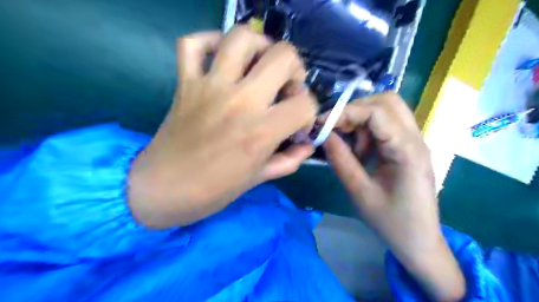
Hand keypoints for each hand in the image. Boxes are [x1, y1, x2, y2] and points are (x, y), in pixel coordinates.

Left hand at [127, 26, 316, 228]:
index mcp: (262, 131)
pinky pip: (194, 44)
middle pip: (282, 57)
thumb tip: (308, 145)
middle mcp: (241, 101)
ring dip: (260, 46)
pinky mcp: (186, 83)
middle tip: (287, 86)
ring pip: (241, 38)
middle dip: (295, 69)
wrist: (164, 189)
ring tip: (261, 64)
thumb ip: (289, 159)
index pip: (305, 104)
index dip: (309, 112)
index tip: (298, 122)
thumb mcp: (259, 178)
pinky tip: (222, 56)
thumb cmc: (215, 189)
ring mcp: (210, 87)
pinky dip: (209, 41)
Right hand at [322, 93, 464, 300]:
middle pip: (386, 101)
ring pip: (387, 110)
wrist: (419, 241)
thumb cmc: (391, 221)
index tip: (322, 123)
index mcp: (407, 150)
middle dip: (355, 110)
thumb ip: (340, 160)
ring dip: (362, 120)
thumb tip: (324, 135)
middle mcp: (415, 138)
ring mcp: (414, 141)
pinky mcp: (407, 147)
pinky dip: (368, 130)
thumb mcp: (359, 192)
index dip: (346, 112)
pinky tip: (360, 151)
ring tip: (351, 147)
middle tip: (337, 130)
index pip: (377, 111)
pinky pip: (386, 125)